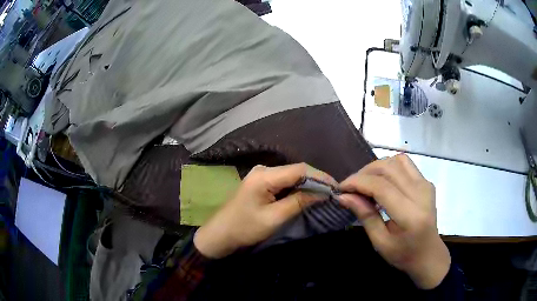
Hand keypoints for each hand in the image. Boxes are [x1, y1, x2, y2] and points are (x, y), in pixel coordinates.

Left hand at [194, 163, 336, 258]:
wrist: (221, 234)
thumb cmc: (245, 228)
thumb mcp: (274, 217)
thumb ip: (299, 202)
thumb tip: (322, 192)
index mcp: (264, 176)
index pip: (299, 169)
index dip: (320, 176)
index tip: (336, 187)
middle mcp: (263, 169)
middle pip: (296, 170)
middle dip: (316, 180)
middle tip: (333, 191)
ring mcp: (261, 175)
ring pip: (291, 175)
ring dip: (307, 183)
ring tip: (325, 192)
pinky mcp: (261, 182)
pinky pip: (283, 181)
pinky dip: (297, 187)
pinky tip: (307, 194)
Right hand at [338, 154, 449, 288]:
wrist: (428, 254)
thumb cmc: (403, 254)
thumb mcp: (380, 242)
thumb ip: (365, 216)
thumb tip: (344, 196)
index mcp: (410, 215)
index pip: (381, 187)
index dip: (358, 182)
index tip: (341, 188)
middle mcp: (421, 193)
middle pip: (389, 168)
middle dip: (364, 173)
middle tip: (351, 187)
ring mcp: (426, 184)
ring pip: (397, 160)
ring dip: (377, 167)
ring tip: (365, 182)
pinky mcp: (426, 182)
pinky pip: (405, 164)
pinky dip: (389, 167)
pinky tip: (382, 181)